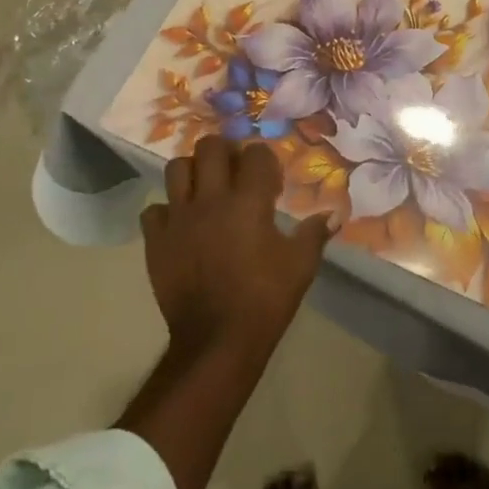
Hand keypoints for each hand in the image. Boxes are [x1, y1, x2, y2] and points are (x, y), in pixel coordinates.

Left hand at [143, 136, 332, 360]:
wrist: (217, 341)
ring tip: (205, 188)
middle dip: (225, 151)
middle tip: (234, 170)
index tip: (270, 182)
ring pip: (176, 168)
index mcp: (249, 201)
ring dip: (193, 172)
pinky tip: (181, 225)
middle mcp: (211, 199)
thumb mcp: (300, 265)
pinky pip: (154, 210)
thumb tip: (334, 214)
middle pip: (210, 147)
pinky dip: (167, 211)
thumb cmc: (265, 299)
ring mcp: (179, 218)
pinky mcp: (156, 241)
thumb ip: (315, 233)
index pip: (256, 154)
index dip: (265, 161)